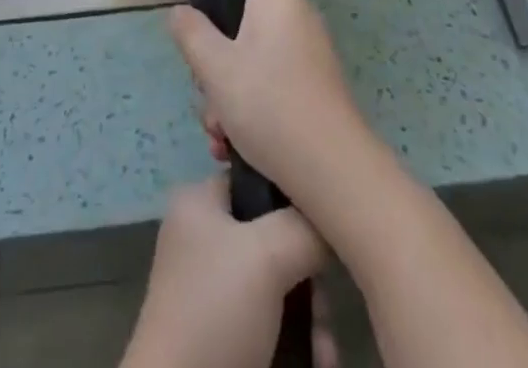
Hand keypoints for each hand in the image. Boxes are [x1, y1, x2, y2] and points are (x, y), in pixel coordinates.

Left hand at [122, 176, 324, 367]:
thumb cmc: (216, 310)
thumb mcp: (266, 253)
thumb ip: (304, 225)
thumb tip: (329, 224)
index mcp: (199, 204)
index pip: (254, 177)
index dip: (292, 193)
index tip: (325, 219)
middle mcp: (206, 241)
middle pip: (275, 238)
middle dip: (310, 272)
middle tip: (327, 296)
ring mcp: (216, 293)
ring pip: (281, 288)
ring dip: (313, 315)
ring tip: (327, 345)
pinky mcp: (229, 338)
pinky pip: (275, 326)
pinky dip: (302, 342)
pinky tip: (322, 360)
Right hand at [167, 0, 370, 207]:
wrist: (332, 169)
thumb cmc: (267, 104)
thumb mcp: (213, 66)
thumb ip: (190, 32)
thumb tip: (179, 11)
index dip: (210, 22)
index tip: (199, 60)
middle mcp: (297, 19)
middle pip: (239, 35)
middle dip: (216, 76)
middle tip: (211, 110)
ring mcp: (311, 56)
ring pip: (252, 68)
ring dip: (229, 103)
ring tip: (222, 141)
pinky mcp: (317, 91)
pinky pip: (274, 89)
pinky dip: (255, 114)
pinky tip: (239, 150)